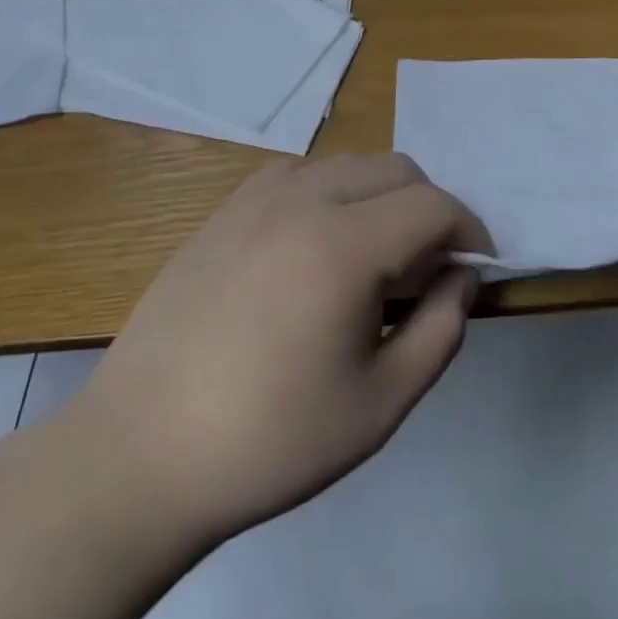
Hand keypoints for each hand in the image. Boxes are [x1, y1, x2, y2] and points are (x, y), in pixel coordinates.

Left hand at [67, 154, 489, 543]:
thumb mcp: (381, 404)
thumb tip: (463, 277)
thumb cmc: (270, 440)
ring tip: (375, 258)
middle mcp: (304, 199)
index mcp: (344, 245)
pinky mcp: (226, 210)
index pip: (434, 206)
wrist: (140, 454)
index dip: (470, 231)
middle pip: (397, 169)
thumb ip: (441, 330)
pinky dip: (333, 193)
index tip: (477, 270)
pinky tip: (319, 247)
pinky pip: (302, 174)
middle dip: (430, 209)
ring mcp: (257, 198)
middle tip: (428, 269)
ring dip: (382, 196)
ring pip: (350, 164)